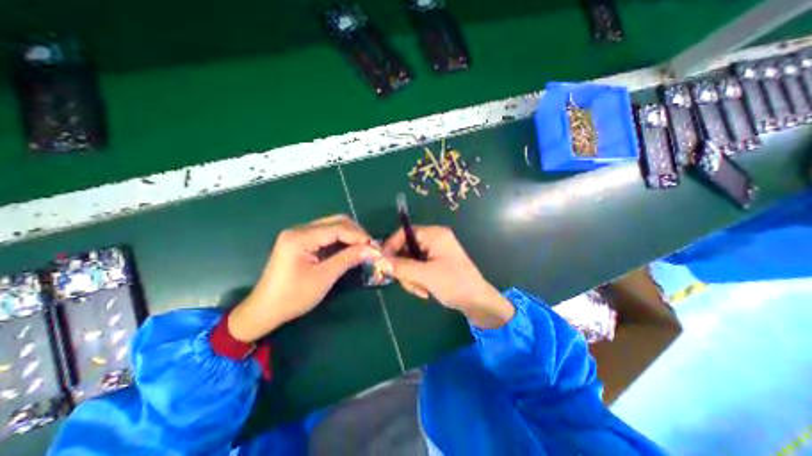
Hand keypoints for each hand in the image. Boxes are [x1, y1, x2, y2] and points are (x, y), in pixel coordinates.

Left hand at [228, 215, 380, 341]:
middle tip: (370, 246)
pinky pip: (325, 234)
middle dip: (355, 232)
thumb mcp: (324, 277)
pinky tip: (349, 248)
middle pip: (335, 222)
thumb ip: (348, 259)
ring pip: (331, 226)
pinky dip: (340, 239)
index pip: (337, 228)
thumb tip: (372, 250)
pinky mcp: (300, 241)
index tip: (375, 246)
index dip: (358, 236)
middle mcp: (299, 230)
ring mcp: (298, 234)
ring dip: (349, 235)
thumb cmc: (293, 297)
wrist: (264, 310)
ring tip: (363, 247)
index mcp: (300, 237)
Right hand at [383, 227, 511, 327]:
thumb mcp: (425, 275)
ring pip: (410, 261)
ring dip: (410, 277)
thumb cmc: (454, 283)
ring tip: (420, 291)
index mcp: (434, 235)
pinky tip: (424, 291)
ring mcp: (435, 252)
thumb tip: (379, 260)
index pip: (404, 233)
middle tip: (408, 283)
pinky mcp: (435, 263)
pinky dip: (417, 280)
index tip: (383, 263)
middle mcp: (434, 240)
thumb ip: (401, 266)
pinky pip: (417, 268)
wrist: (477, 301)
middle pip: (405, 248)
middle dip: (404, 268)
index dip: (391, 246)